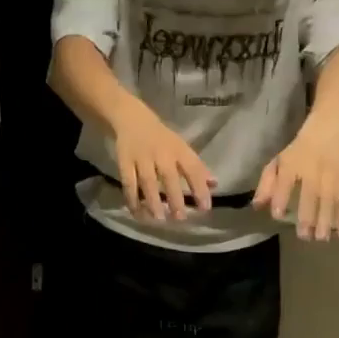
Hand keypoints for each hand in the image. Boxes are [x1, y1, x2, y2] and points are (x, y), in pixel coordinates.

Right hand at [112, 104, 214, 220]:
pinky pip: (128, 183)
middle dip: (175, 198)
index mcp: (178, 149)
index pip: (193, 168)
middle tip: (180, 218)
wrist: (131, 119)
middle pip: (169, 177)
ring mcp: (141, 158)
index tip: (205, 208)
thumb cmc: (162, 138)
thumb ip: (197, 168)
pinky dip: (132, 199)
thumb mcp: (181, 148)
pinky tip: (137, 213)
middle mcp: (161, 153)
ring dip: (153, 201)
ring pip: (147, 182)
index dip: (200, 188)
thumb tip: (214, 185)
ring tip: (159, 219)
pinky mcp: (124, 162)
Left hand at [253, 122, 338, 238]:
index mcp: (291, 165)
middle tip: (304, 236)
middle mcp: (312, 171)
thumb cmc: (297, 153)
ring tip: (321, 239)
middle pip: (310, 194)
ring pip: (329, 200)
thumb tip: (257, 206)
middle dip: (308, 216)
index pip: (285, 182)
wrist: (326, 133)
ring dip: (327, 221)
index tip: (278, 214)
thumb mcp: (277, 163)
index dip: (281, 198)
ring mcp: (330, 177)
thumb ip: (266, 185)